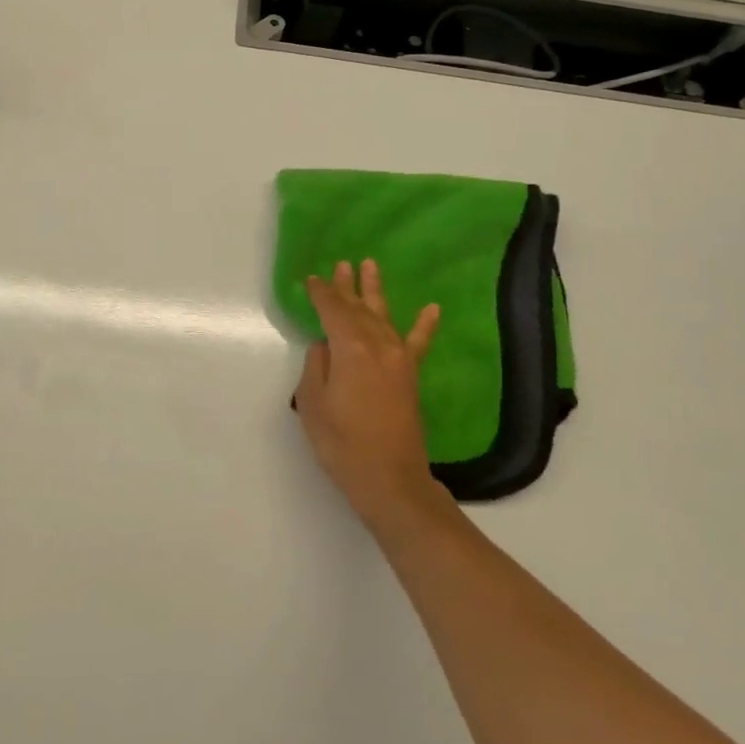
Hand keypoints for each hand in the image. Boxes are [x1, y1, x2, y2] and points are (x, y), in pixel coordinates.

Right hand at [294, 259, 445, 527]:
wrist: (390, 479)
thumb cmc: (342, 443)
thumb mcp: (313, 403)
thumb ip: (316, 367)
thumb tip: (325, 346)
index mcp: (350, 348)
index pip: (332, 311)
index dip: (321, 294)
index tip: (312, 279)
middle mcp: (377, 345)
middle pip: (358, 308)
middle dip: (346, 287)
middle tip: (340, 265)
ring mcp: (398, 358)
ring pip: (383, 315)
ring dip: (375, 291)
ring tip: (370, 266)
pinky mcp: (411, 375)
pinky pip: (419, 343)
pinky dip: (425, 325)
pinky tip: (432, 308)